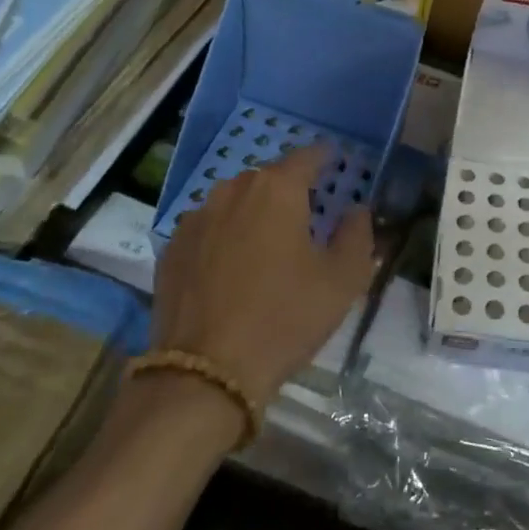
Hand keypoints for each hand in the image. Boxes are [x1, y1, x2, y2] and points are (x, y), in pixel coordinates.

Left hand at [151, 143, 374, 408]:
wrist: (205, 373)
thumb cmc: (284, 318)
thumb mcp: (342, 280)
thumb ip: (357, 235)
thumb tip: (357, 210)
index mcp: (277, 189)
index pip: (308, 156)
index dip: (325, 158)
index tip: (336, 164)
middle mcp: (232, 191)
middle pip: (269, 178)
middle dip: (289, 190)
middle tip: (307, 217)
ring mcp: (195, 218)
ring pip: (234, 202)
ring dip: (254, 213)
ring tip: (267, 244)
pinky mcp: (171, 249)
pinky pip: (208, 229)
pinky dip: (224, 237)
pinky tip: (232, 269)